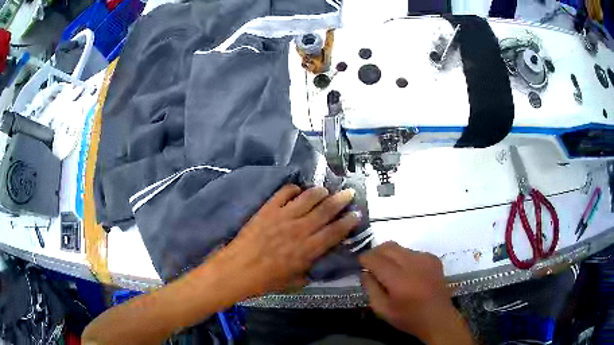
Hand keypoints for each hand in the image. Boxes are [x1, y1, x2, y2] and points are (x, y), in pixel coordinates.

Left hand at [210, 184, 359, 296]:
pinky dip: (293, 189)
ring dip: (320, 192)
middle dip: (340, 200)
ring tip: (325, 190)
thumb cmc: (265, 281)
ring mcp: (283, 216)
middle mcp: (299, 229)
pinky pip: (284, 193)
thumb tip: (318, 260)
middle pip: (326, 210)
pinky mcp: (268, 209)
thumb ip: (309, 269)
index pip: (335, 232)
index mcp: (308, 249)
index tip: (356, 214)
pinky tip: (297, 191)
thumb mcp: (294, 281)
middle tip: (349, 193)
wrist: (237, 269)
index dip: (348, 222)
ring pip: (308, 197)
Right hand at [360, 242, 472, 344]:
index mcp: (399, 280)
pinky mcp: (433, 258)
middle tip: (371, 264)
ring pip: (400, 248)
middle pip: (388, 247)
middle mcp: (413, 264)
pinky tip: (406, 272)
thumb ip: (370, 288)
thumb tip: (365, 271)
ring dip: (390, 255)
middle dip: (376, 252)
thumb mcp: (382, 309)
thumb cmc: (408, 317)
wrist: (438, 318)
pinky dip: (404, 258)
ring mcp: (425, 259)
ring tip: (389, 270)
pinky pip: (412, 252)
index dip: (365, 258)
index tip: (360, 263)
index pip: (376, 259)